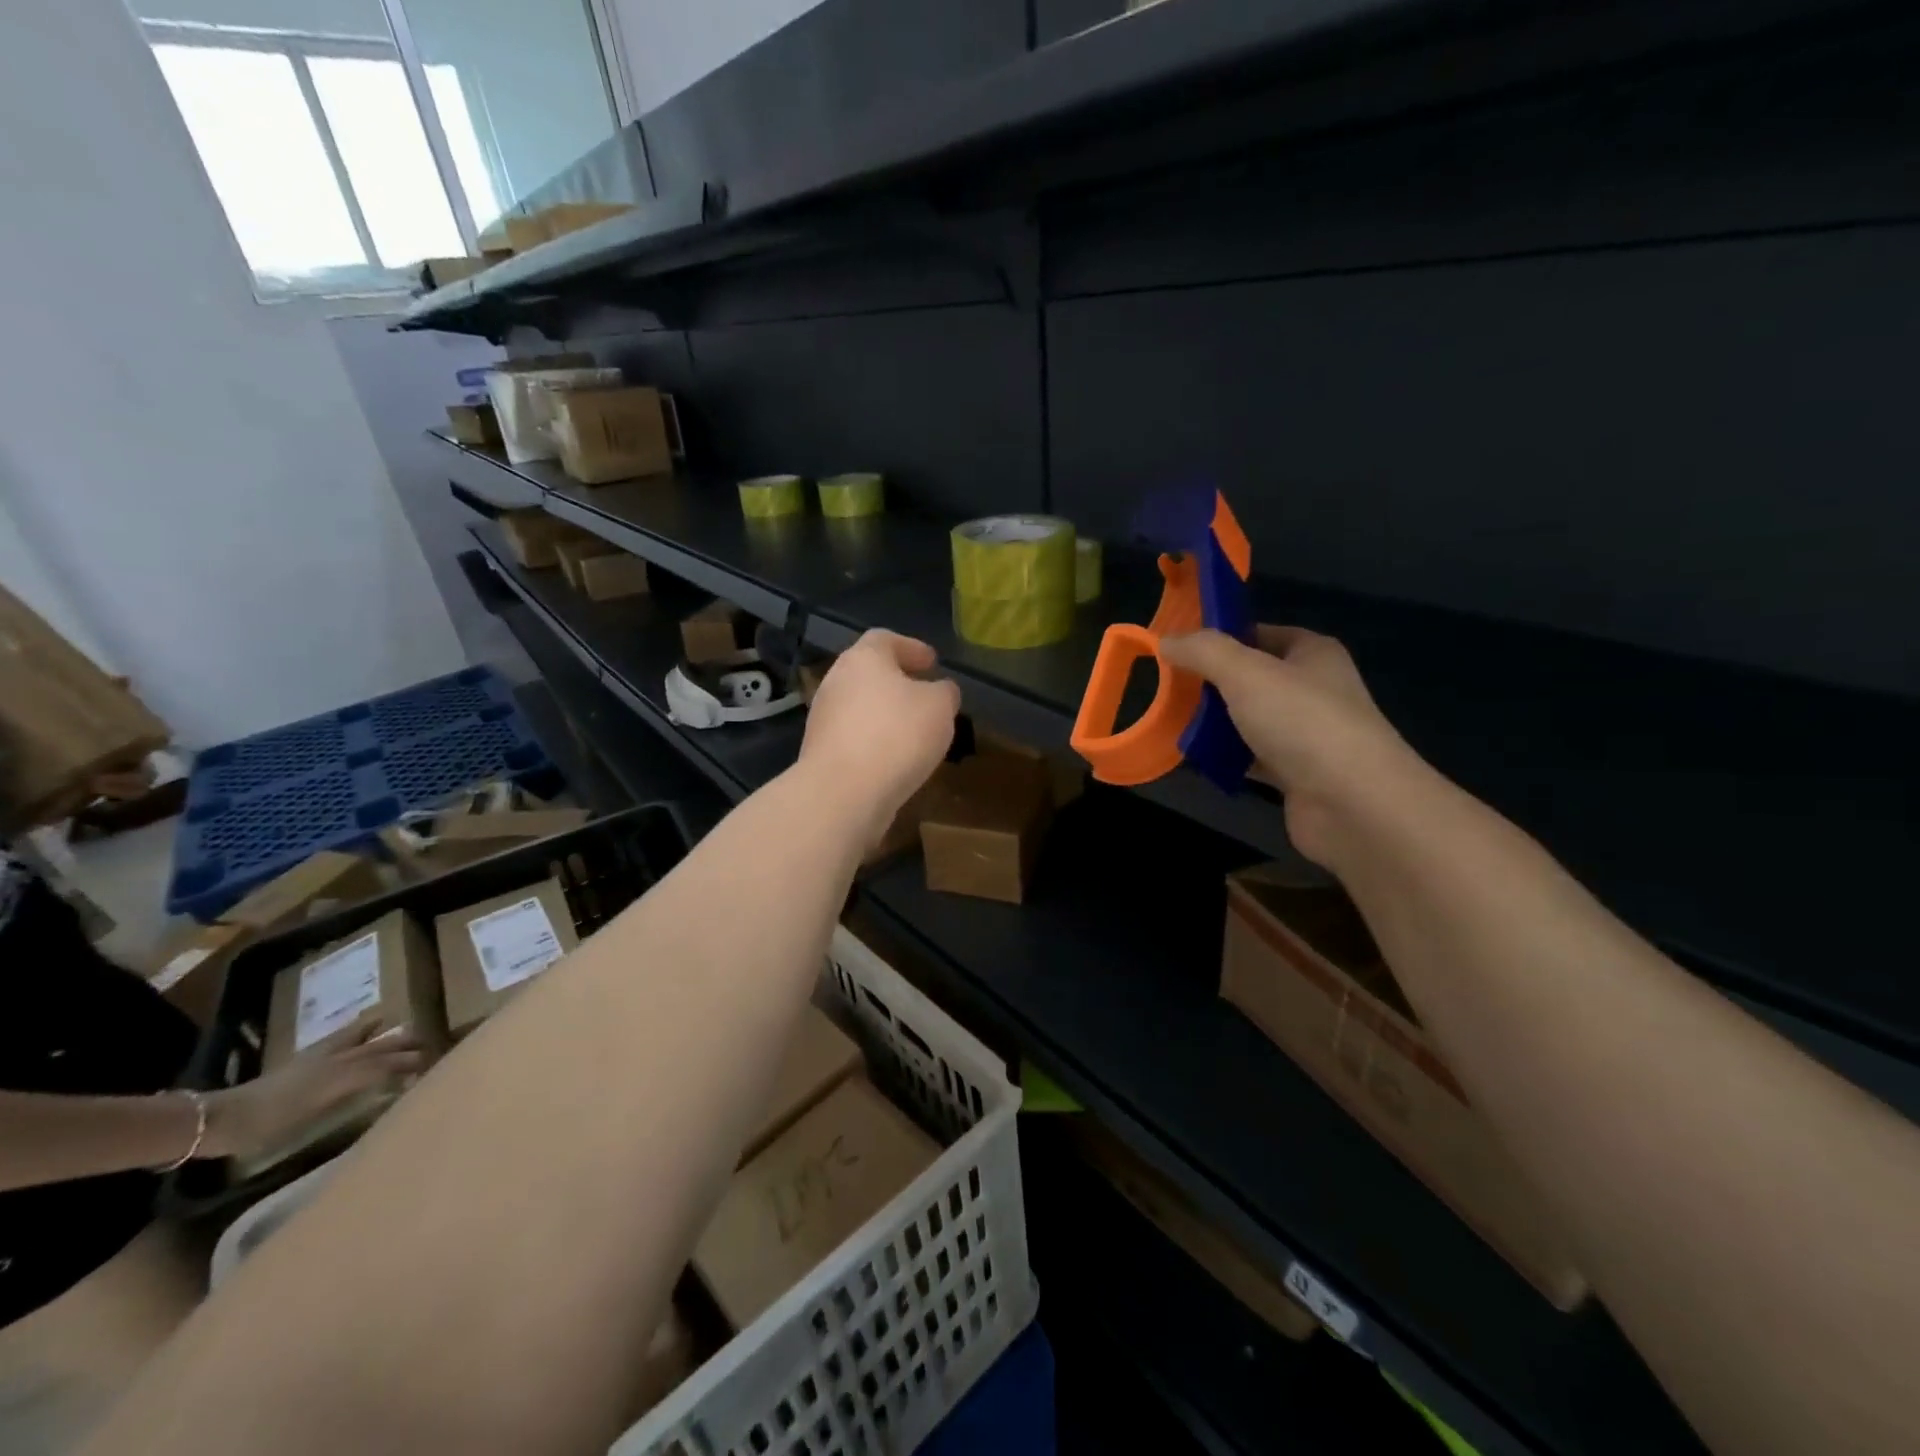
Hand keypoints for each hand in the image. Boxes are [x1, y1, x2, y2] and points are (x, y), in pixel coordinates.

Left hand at [203, 1026, 426, 1160]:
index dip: (410, 1064)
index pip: (386, 1065)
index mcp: (342, 1076)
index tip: (433, 1064)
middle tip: (430, 1045)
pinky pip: (344, 1036)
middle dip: (406, 1046)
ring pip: (363, 1038)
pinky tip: (367, 1026)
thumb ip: (353, 1098)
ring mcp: (321, 1057)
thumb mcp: (312, 1120)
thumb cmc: (266, 1128)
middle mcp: (337, 1060)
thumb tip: (391, 1086)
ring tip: (406, 1026)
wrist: (220, 1119)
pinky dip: (361, 1029)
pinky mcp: (307, 1058)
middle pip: (379, 1048)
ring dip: (386, 1033)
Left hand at [800, 630, 959, 838]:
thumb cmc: (897, 735)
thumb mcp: (939, 707)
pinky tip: (894, 758)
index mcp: (863, 658)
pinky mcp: (820, 752)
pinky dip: (874, 740)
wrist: (843, 793)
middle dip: (897, 681)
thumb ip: (944, 692)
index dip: (911, 647)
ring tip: (914, 730)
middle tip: (924, 694)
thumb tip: (940, 690)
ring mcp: (823, 717)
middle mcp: (836, 681)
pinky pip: (854, 736)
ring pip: (860, 706)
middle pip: (868, 672)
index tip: (932, 662)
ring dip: (885, 713)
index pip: (885, 639)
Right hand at [1160, 625, 1424, 865]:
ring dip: (1214, 724)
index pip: (1259, 633)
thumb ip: (1203, 651)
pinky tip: (1195, 760)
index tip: (1178, 647)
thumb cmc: (1303, 722)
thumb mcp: (1245, 672)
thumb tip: (1166, 640)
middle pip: (1251, 678)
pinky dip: (1225, 759)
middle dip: (1210, 684)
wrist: (1354, 804)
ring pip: (1249, 720)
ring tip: (1171, 723)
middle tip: (1167, 688)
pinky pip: (1251, 758)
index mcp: (1312, 654)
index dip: (1220, 636)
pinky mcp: (1297, 776)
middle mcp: (1313, 690)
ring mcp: (1307, 735)